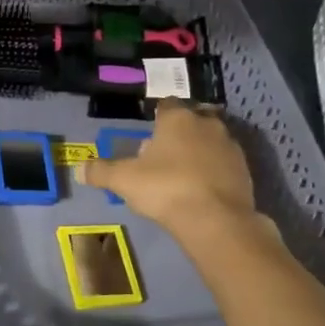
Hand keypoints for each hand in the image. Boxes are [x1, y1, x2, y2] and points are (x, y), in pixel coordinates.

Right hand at [81, 102, 259, 245]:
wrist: (216, 220)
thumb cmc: (165, 188)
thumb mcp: (123, 180)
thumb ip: (101, 172)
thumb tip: (79, 169)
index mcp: (178, 119)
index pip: (166, 105)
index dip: (157, 117)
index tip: (149, 132)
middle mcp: (207, 125)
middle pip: (191, 122)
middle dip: (179, 135)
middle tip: (162, 157)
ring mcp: (231, 147)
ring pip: (210, 142)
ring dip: (199, 153)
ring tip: (182, 175)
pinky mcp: (246, 171)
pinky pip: (224, 165)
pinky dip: (214, 172)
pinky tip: (201, 190)